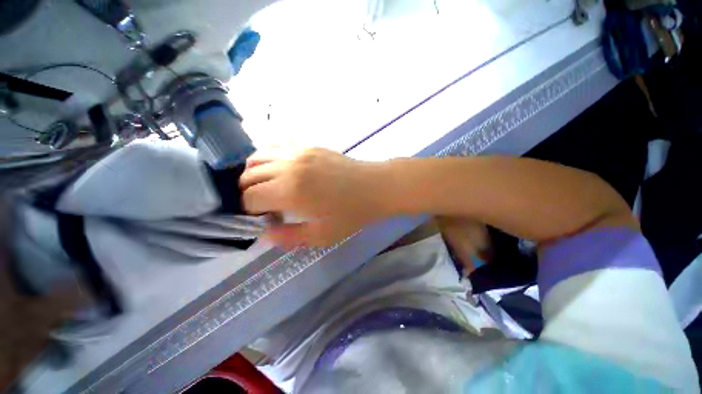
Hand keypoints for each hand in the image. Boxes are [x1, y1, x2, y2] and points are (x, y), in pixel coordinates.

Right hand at [240, 148, 386, 248]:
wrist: (376, 186)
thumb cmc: (353, 213)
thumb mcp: (323, 235)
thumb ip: (290, 236)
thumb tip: (264, 235)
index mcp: (291, 190)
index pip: (250, 198)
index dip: (251, 211)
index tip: (265, 218)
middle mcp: (289, 166)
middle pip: (248, 176)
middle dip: (250, 193)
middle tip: (267, 206)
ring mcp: (299, 151)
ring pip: (257, 157)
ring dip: (255, 175)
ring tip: (269, 188)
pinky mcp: (308, 146)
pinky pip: (276, 146)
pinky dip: (268, 158)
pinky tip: (280, 170)